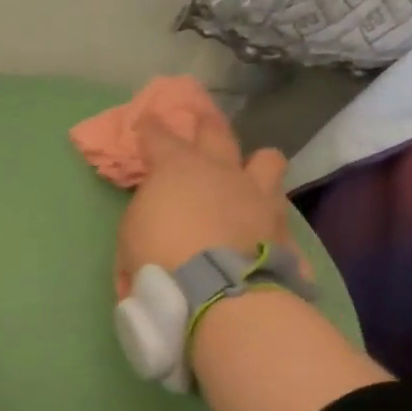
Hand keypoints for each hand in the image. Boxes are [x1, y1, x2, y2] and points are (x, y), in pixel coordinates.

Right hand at [115, 118, 304, 298]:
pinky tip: (264, 225)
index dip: (150, 126)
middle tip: (201, 120)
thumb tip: (155, 213)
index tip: (145, 120)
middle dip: (205, 124)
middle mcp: (220, 170)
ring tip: (251, 172)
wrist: (217, 290)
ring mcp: (256, 193)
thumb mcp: (130, 234)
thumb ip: (145, 213)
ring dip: (256, 163)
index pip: (159, 135)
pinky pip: (279, 210)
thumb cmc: (159, 257)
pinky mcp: (281, 224)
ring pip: (266, 159)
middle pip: (216, 132)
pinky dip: (269, 214)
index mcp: (177, 168)